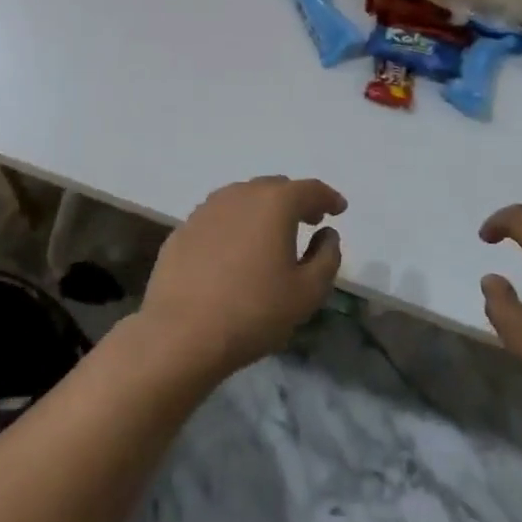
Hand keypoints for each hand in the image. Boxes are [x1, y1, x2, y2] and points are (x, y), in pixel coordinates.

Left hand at [138, 176, 346, 377]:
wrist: (182, 333)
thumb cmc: (254, 311)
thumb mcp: (308, 293)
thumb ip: (327, 257)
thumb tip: (326, 234)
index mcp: (275, 203)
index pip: (310, 189)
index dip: (328, 198)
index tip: (339, 209)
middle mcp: (240, 194)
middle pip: (275, 188)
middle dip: (296, 201)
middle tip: (309, 220)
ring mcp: (207, 209)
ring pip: (244, 198)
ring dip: (263, 210)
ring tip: (272, 234)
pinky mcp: (184, 228)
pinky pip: (219, 217)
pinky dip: (235, 224)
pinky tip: (236, 250)